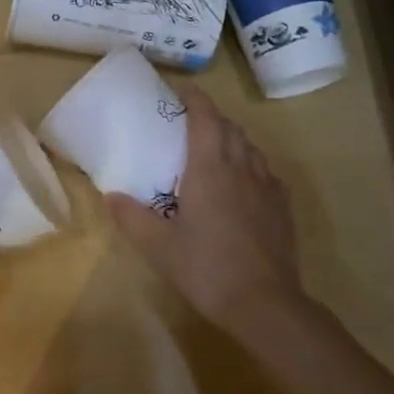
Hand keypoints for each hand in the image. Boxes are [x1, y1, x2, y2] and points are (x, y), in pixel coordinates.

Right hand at [107, 90, 306, 327]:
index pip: (205, 119)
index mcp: (210, 169)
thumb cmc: (206, 268)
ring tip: (217, 150)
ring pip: (251, 149)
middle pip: (231, 129)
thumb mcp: (158, 246)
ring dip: (234, 140)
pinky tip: (245, 184)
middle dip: (213, 118)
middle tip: (193, 122)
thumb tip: (111, 196)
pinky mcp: (282, 209)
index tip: (184, 89)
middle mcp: (242, 169)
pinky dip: (252, 166)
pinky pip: (267, 174)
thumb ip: (132, 217)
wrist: (264, 303)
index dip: (196, 99)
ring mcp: (267, 188)